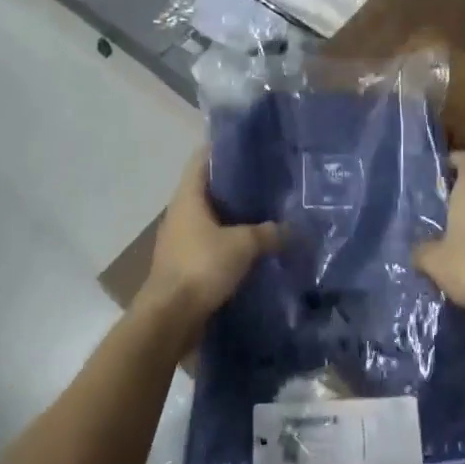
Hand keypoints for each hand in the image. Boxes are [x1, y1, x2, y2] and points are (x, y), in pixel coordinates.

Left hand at [137, 149, 277, 342]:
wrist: (169, 318)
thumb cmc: (201, 267)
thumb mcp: (243, 245)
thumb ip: (269, 233)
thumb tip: (295, 229)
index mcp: (188, 196)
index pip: (203, 158)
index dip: (224, 148)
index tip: (251, 145)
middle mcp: (181, 212)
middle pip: (210, 188)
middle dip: (237, 185)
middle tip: (269, 180)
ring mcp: (181, 239)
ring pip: (212, 218)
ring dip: (235, 216)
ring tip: (267, 212)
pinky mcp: (186, 263)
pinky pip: (212, 243)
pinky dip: (230, 241)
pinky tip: (255, 247)